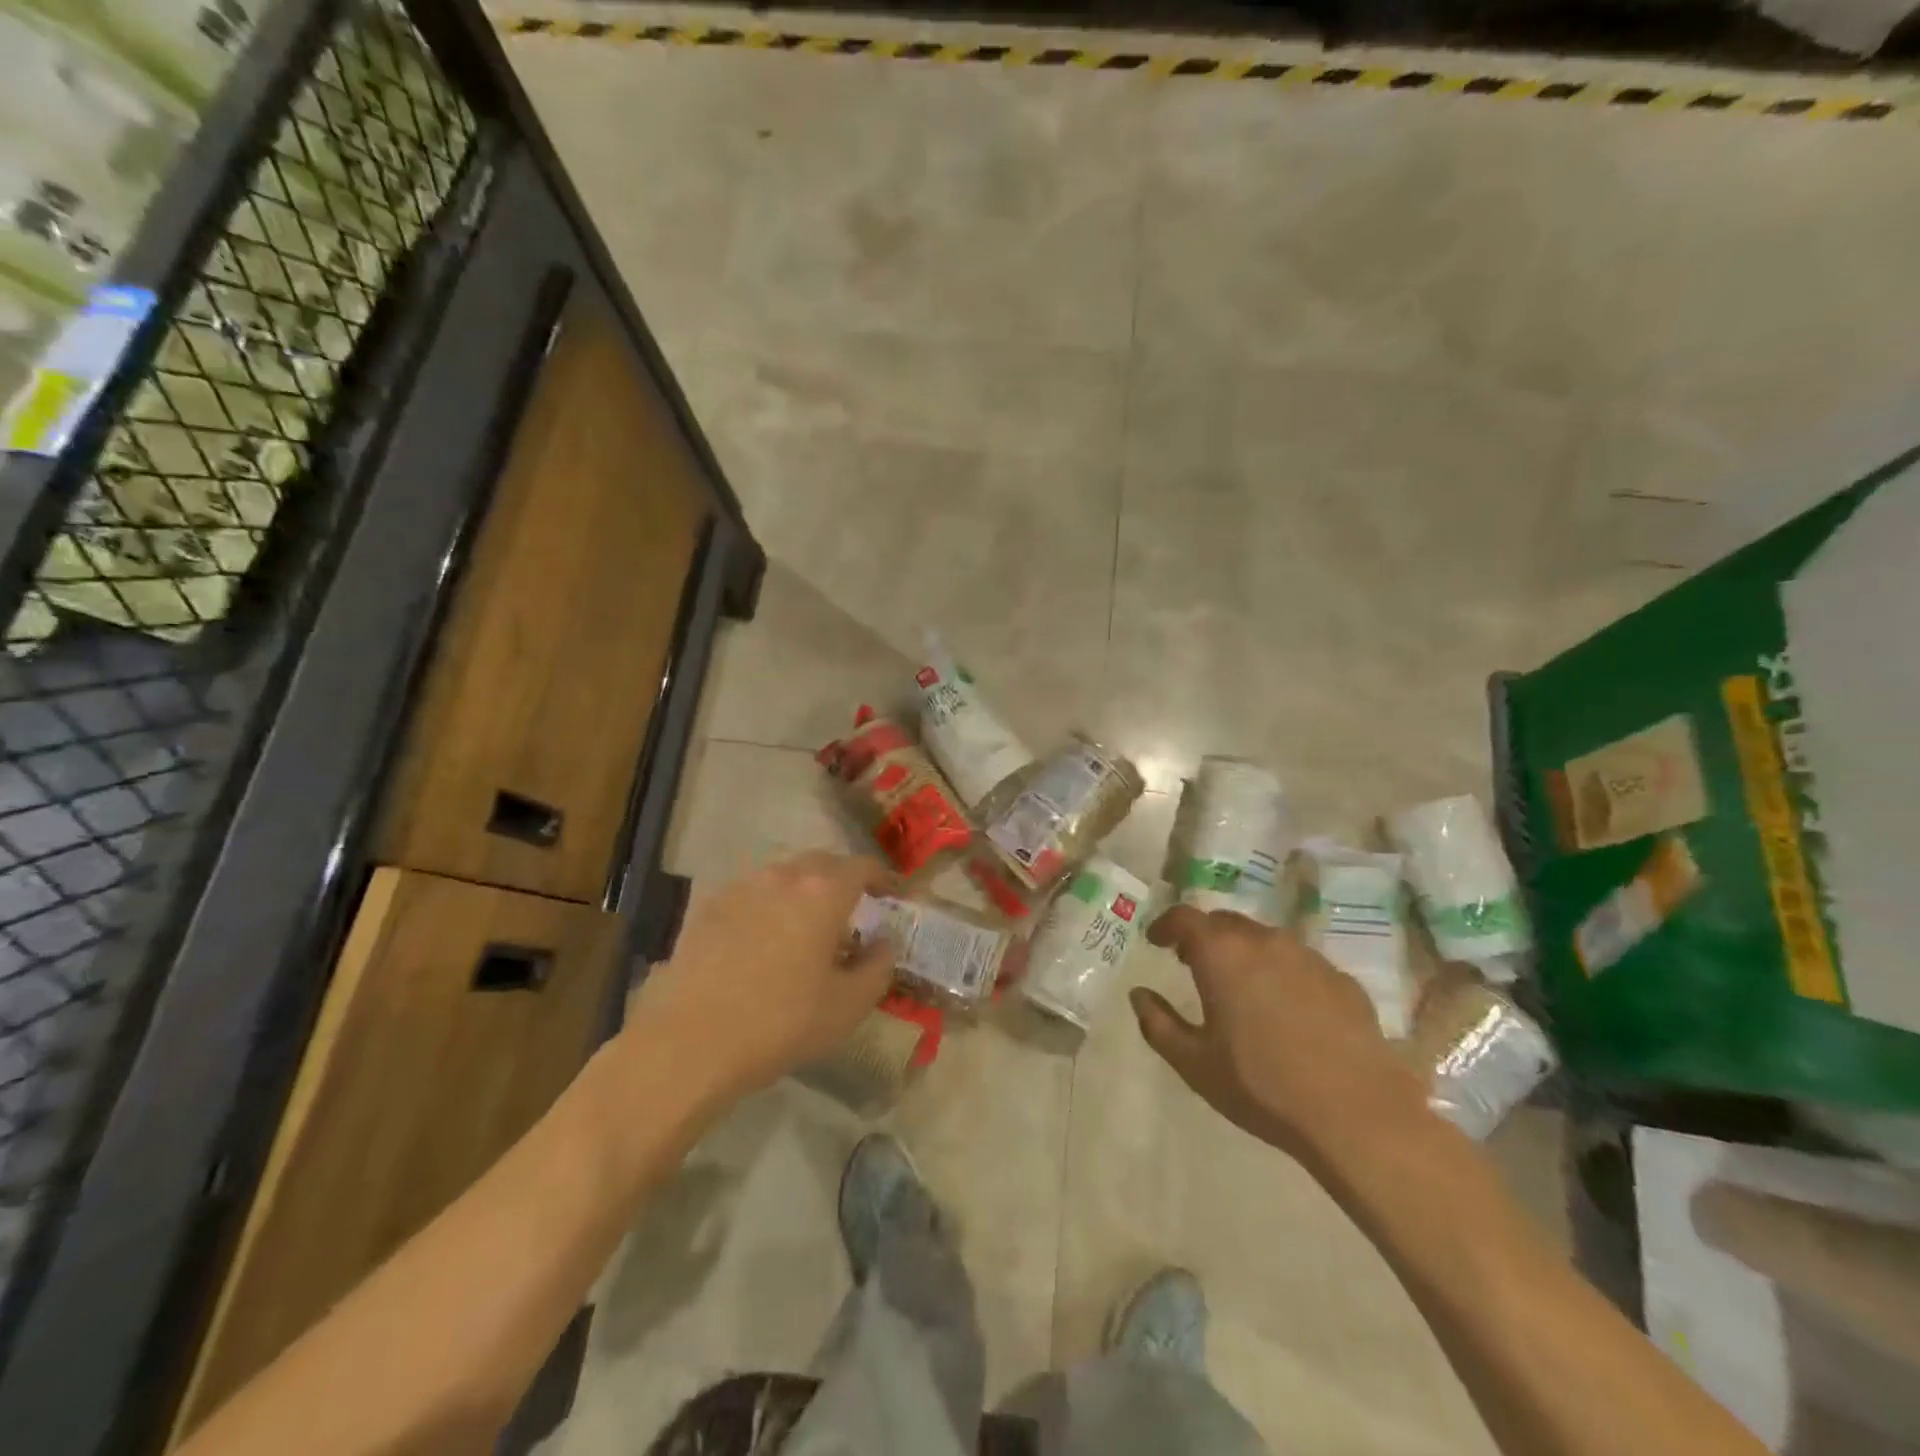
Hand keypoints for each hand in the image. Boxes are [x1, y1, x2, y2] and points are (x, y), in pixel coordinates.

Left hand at [625, 852, 895, 1102]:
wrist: (691, 1043)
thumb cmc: (782, 1023)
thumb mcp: (849, 1006)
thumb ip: (879, 966)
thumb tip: (884, 942)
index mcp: (824, 892)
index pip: (863, 866)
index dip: (882, 878)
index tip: (891, 895)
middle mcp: (783, 876)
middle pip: (822, 863)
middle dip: (842, 879)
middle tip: (852, 909)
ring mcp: (741, 888)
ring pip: (783, 875)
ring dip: (803, 890)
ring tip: (806, 924)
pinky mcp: (708, 907)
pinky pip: (751, 894)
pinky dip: (767, 905)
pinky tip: (763, 938)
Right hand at [1131, 906, 1429, 1167]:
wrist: (1358, 1116)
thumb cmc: (1261, 1086)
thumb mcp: (1194, 1063)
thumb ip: (1158, 1023)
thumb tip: (1139, 995)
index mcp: (1222, 954)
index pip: (1185, 917)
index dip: (1166, 924)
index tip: (1156, 940)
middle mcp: (1265, 942)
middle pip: (1226, 923)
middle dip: (1204, 936)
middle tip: (1192, 962)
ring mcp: (1309, 958)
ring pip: (1266, 940)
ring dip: (1245, 953)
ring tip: (1240, 986)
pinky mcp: (1343, 981)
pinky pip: (1301, 964)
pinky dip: (1282, 974)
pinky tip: (1287, 1010)